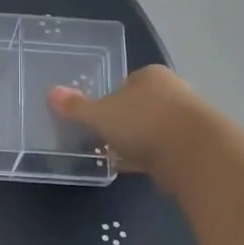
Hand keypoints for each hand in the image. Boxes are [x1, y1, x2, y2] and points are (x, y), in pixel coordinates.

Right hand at [48, 65, 207, 189]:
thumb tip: (50, 93)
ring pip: (153, 128)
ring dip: (137, 141)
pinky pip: (163, 150)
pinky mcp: (193, 147)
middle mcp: (172, 91)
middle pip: (141, 105)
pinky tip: (134, 168)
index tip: (97, 117)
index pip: (126, 82)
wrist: (193, 153)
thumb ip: (76, 107)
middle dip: (124, 121)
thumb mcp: (99, 114)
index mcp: (150, 76)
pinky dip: (149, 157)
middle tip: (103, 137)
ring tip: (116, 155)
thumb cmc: (142, 121)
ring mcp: (186, 120)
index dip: (110, 99)